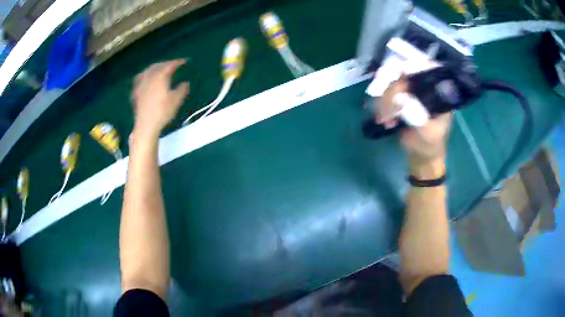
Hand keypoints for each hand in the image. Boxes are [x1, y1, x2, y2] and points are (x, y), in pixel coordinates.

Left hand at [131, 59, 189, 138]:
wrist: (146, 126)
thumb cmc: (162, 112)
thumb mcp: (176, 101)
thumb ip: (182, 89)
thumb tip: (185, 83)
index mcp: (160, 77)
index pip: (169, 65)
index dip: (177, 62)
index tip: (185, 61)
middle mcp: (149, 78)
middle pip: (157, 66)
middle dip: (165, 63)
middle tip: (172, 64)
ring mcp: (141, 85)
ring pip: (147, 71)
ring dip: (154, 67)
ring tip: (158, 68)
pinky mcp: (136, 93)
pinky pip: (139, 79)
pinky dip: (144, 76)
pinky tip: (145, 79)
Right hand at [376, 78, 451, 178]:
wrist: (421, 157)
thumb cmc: (430, 145)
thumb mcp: (428, 133)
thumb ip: (418, 117)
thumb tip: (401, 99)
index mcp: (438, 92)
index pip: (428, 68)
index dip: (414, 65)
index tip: (399, 72)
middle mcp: (424, 87)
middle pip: (405, 74)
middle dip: (392, 90)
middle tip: (386, 109)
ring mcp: (410, 92)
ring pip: (391, 84)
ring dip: (384, 101)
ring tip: (385, 120)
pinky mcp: (399, 99)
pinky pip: (385, 95)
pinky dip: (381, 106)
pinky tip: (384, 120)